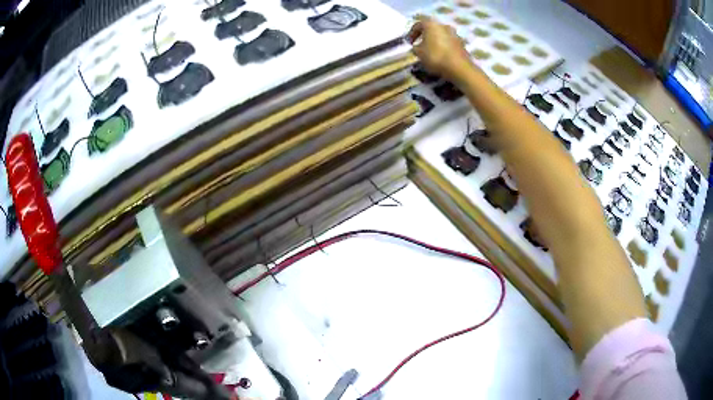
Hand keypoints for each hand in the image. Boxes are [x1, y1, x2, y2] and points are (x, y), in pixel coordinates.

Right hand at [407, 16, 473, 82]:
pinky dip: (443, 46)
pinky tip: (441, 55)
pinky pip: (448, 42)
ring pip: (441, 35)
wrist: (459, 67)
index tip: (409, 42)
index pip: (418, 25)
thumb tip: (417, 47)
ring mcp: (454, 33)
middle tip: (420, 44)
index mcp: (431, 24)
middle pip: (431, 28)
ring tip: (431, 51)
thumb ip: (415, 48)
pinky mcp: (461, 43)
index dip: (411, 33)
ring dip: (435, 41)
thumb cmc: (435, 57)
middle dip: (425, 35)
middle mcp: (443, 25)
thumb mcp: (419, 53)